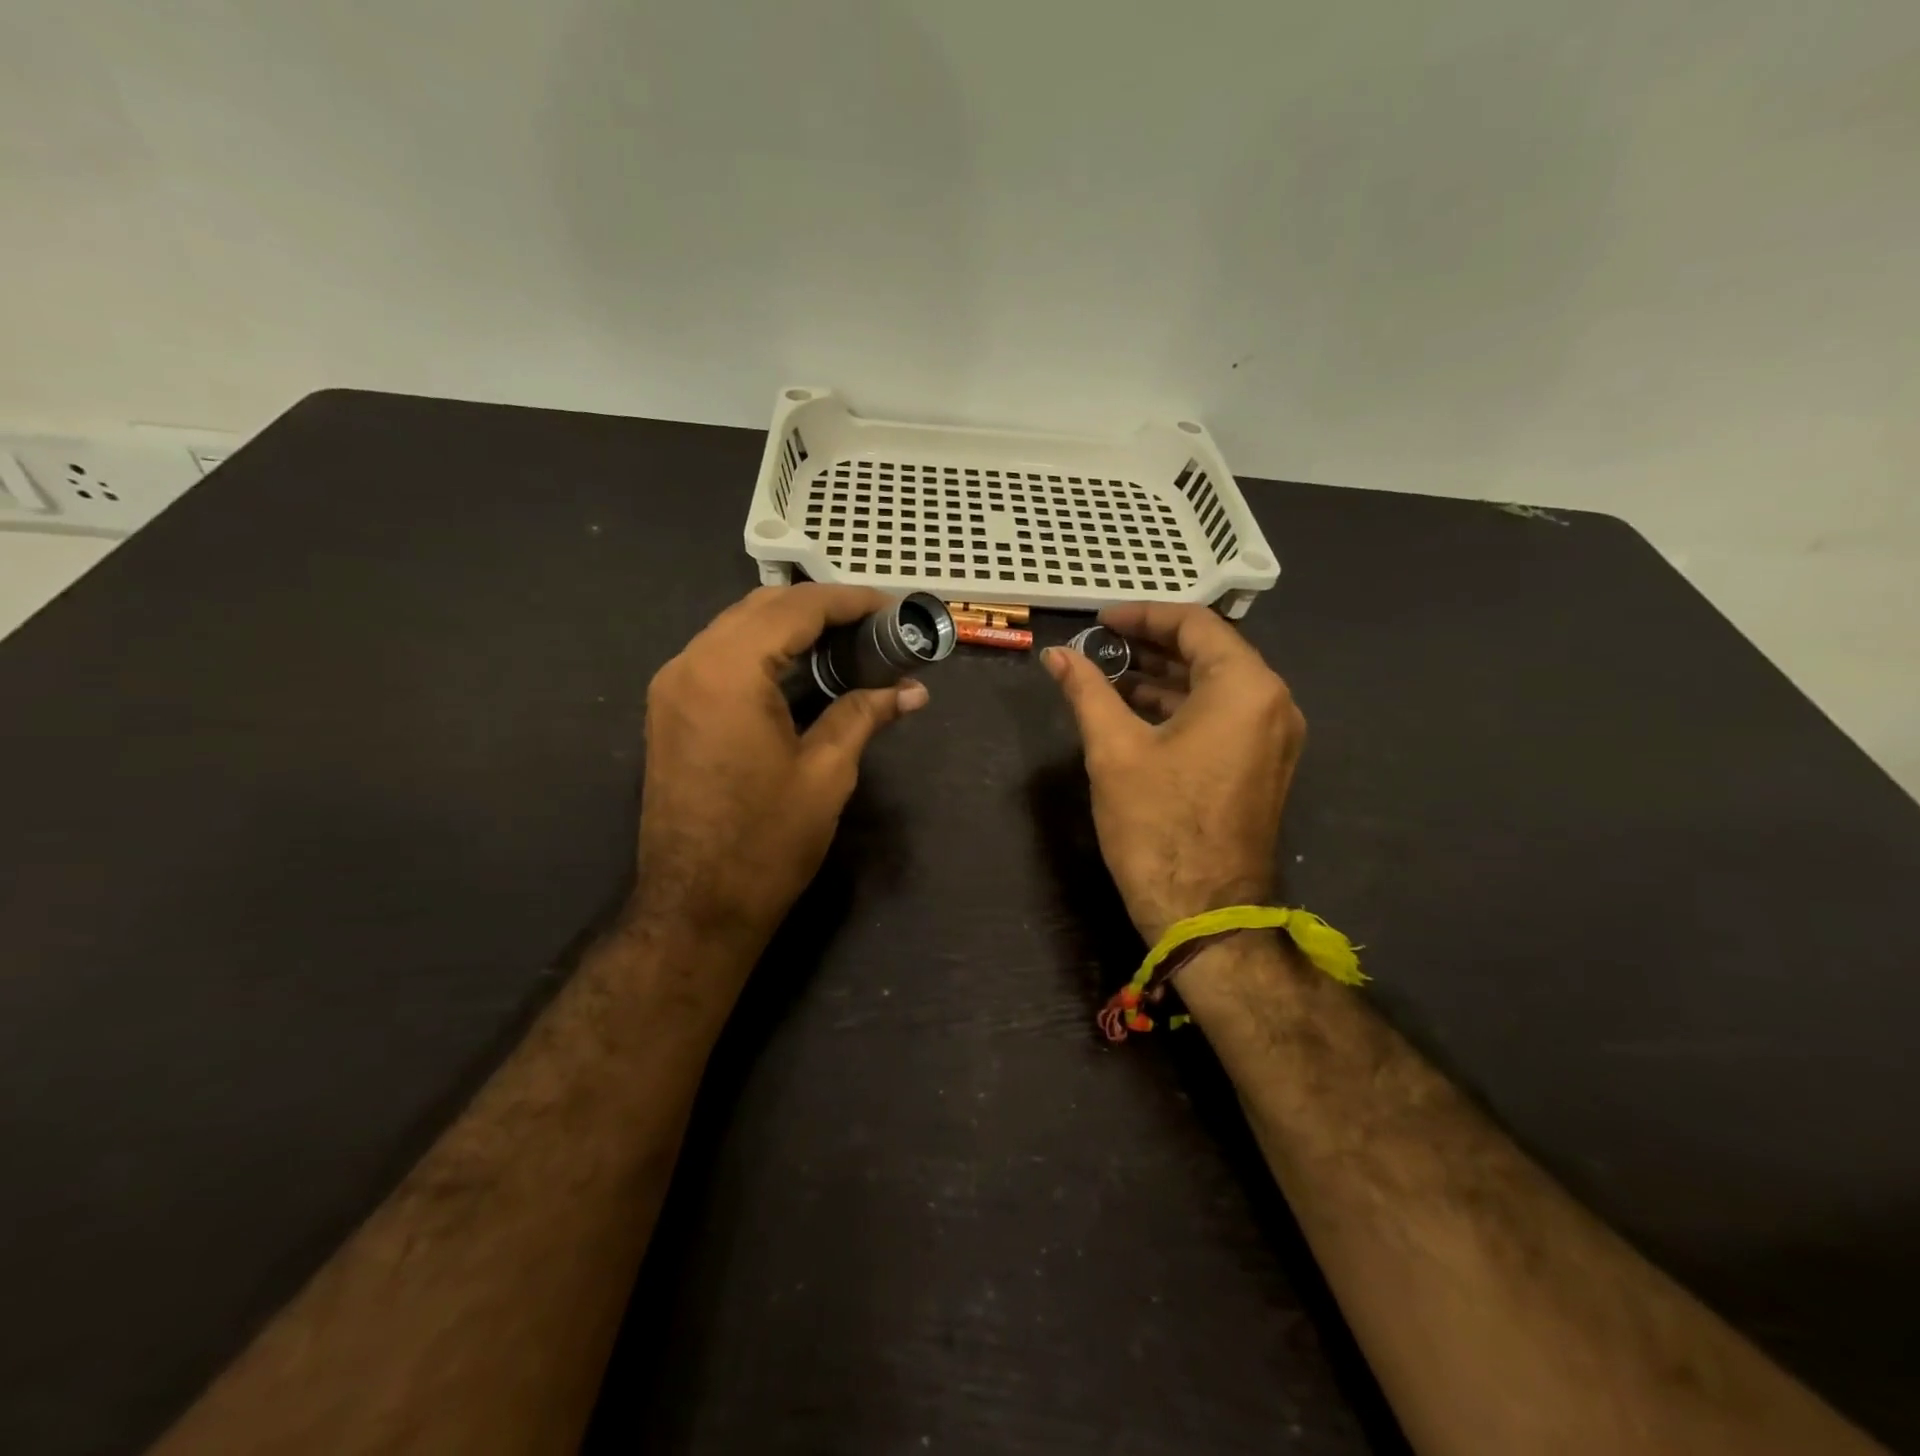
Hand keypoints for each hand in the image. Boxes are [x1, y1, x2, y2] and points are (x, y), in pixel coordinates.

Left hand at [632, 585, 928, 965]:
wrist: (695, 906)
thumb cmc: (766, 842)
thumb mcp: (827, 773)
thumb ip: (865, 714)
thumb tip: (912, 691)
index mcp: (728, 671)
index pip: (796, 608)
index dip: (850, 601)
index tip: (893, 608)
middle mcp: (690, 664)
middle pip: (763, 607)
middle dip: (822, 607)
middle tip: (875, 624)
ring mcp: (673, 686)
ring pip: (738, 628)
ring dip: (792, 625)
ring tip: (847, 640)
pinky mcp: (670, 710)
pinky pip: (721, 656)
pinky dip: (764, 649)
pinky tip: (802, 666)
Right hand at [1043, 604, 1305, 943]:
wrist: (1204, 913)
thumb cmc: (1158, 825)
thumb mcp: (1114, 749)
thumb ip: (1087, 690)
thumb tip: (1056, 654)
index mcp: (1244, 688)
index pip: (1195, 624)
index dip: (1143, 615)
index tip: (1100, 621)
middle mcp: (1272, 703)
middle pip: (1210, 652)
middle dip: (1152, 645)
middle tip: (1101, 646)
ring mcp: (1273, 737)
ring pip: (1215, 686)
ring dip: (1164, 677)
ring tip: (1109, 677)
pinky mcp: (1263, 765)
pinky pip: (1223, 716)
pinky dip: (1181, 707)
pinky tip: (1135, 712)